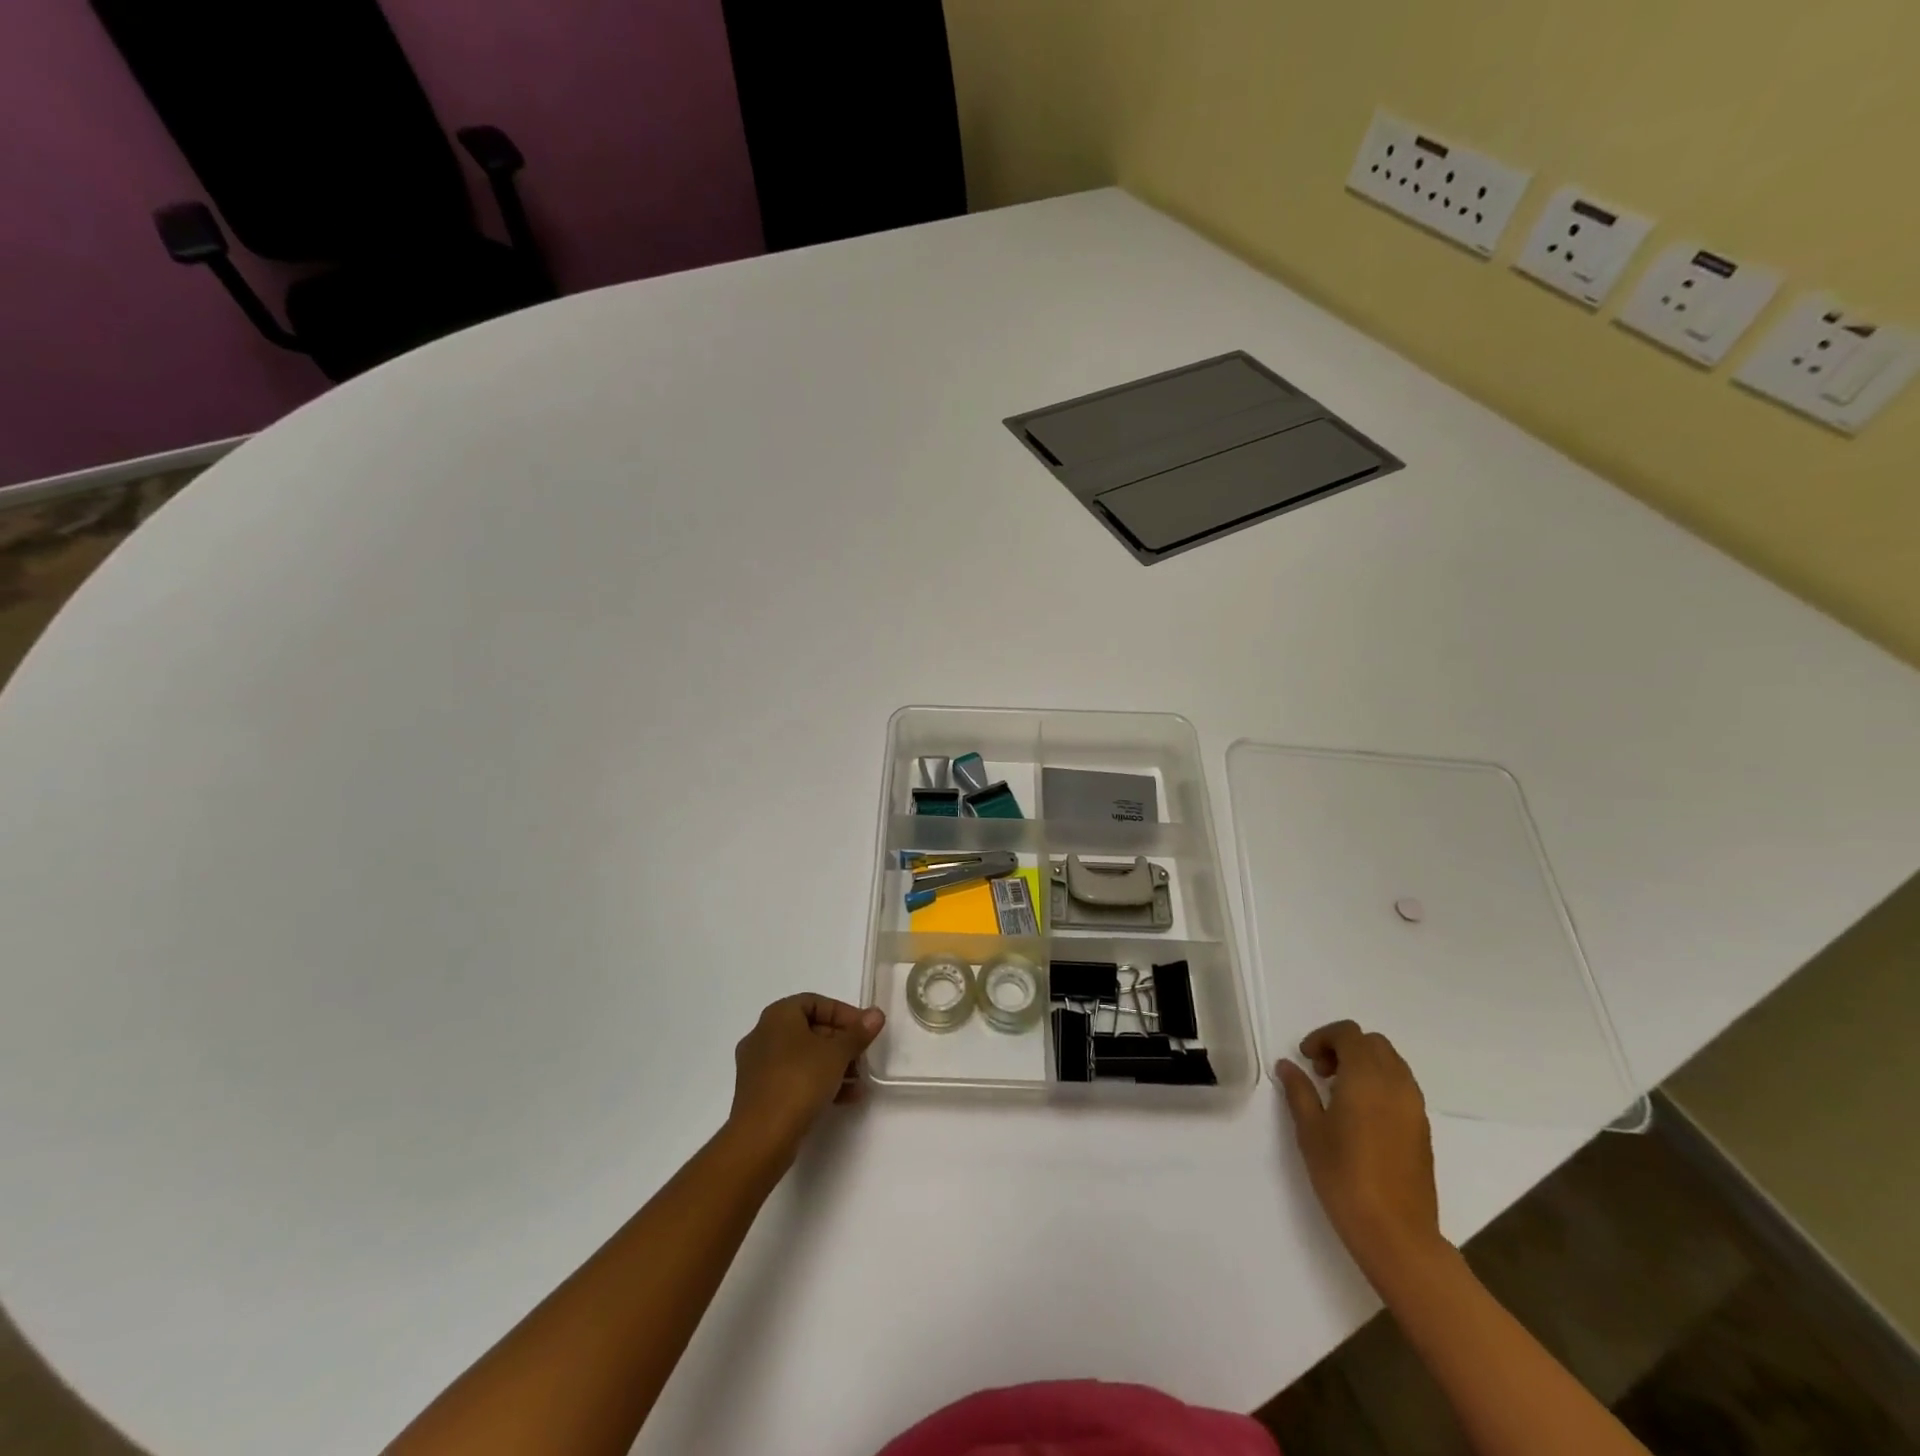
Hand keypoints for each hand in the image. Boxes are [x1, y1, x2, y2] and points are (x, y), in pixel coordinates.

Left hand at [729, 994, 885, 1166]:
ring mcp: (758, 1067)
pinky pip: (794, 1079)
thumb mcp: (837, 1053)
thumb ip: (858, 1033)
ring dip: (833, 1065)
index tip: (864, 1030)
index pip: (815, 1002)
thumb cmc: (799, 1081)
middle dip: (841, 1042)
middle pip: (810, 1030)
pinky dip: (818, 1083)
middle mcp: (763, 1035)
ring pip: (803, 1057)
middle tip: (863, 1056)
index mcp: (778, 1016)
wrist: (761, 1137)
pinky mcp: (760, 1094)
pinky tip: (845, 1098)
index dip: (843, 1013)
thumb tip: (876, 1015)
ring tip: (859, 1081)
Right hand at [1277, 1020, 1444, 1279]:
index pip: (1349, 1034)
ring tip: (1340, 1094)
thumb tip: (1288, 1065)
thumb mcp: (1310, 1131)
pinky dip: (1380, 1085)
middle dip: (1345, 1048)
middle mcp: (1396, 1084)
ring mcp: (1415, 1107)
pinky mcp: (1423, 1129)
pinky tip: (1361, 1116)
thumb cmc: (1344, 1177)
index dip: (1323, 1038)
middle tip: (1322, 1074)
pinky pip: (1402, 1088)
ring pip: (1392, 1064)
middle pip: (1373, 1043)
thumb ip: (1299, 1091)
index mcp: (1367, 1078)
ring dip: (1365, 1065)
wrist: (1396, 1234)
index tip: (1306, 1060)